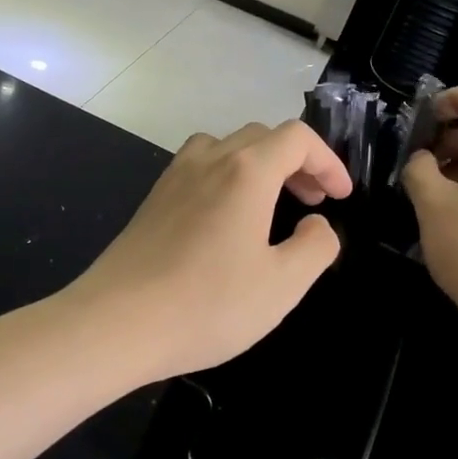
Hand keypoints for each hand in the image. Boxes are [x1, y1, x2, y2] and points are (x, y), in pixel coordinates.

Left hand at [70, 121, 350, 380]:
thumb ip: (315, 247)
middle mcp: (208, 159)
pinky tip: (225, 219)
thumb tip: (317, 224)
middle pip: (261, 136)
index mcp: (246, 171)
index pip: (297, 138)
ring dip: (258, 163)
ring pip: (226, 146)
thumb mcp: (282, 285)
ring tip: (270, 203)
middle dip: (296, 161)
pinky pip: (199, 166)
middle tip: (312, 201)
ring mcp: (175, 176)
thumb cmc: (208, 304)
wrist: (116, 322)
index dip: (327, 161)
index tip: (341, 196)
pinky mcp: (153, 198)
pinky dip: (226, 175)